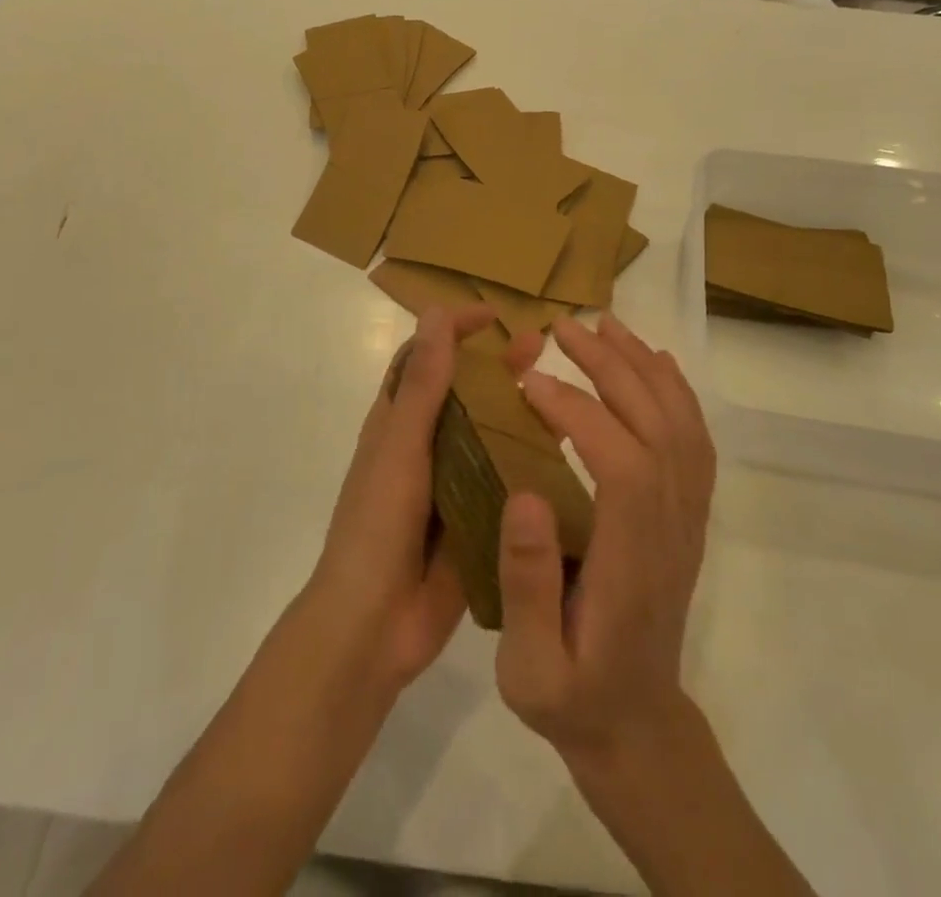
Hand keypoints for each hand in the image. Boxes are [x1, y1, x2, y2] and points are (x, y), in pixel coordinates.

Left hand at [304, 305, 541, 694]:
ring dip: (517, 408)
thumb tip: (435, 313)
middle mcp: (424, 446)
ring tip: (561, 391)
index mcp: (397, 424)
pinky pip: (505, 480)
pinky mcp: (474, 518)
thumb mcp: (400, 447)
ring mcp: (450, 484)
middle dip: (496, 364)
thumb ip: (421, 385)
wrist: (373, 627)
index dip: (453, 330)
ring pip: (489, 433)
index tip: (492, 315)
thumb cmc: (376, 525)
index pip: (424, 358)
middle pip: (463, 391)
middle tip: (539, 345)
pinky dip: (530, 461)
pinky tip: (567, 451)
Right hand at [494, 314, 716, 766]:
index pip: (621, 462)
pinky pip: (695, 440)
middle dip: (610, 366)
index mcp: (631, 560)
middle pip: (656, 426)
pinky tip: (654, 363)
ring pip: (681, 424)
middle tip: (563, 327)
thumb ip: (528, 586)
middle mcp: (671, 527)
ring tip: (604, 325)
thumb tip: (525, 494)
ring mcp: (688, 518)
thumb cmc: (573, 695)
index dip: (579, 413)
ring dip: (644, 366)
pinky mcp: (689, 515)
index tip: (530, 383)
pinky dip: (677, 392)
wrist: (637, 723)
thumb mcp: (532, 667)